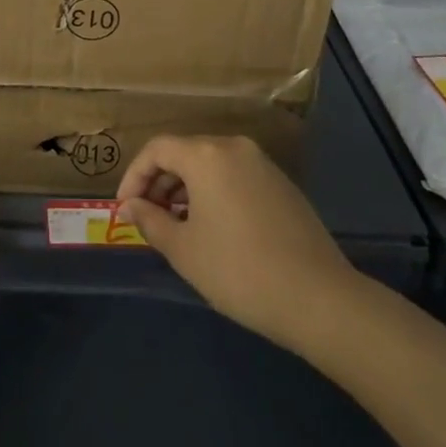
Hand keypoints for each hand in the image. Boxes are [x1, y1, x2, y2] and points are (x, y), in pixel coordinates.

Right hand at [118, 134, 357, 354]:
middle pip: (184, 153)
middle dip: (160, 182)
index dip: (134, 175)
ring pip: (211, 165)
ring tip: (178, 227)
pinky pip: (235, 177)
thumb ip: (151, 221)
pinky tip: (214, 229)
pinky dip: (214, 193)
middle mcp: (234, 148)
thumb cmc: (239, 271)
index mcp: (206, 155)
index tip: (125, 208)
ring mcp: (263, 164)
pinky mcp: (282, 185)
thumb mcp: (184, 250)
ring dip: (187, 189)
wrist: (319, 299)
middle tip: (148, 219)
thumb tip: (132, 206)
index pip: (157, 149)